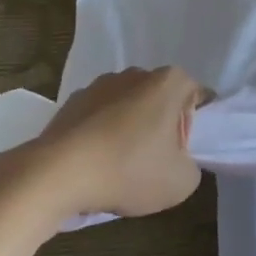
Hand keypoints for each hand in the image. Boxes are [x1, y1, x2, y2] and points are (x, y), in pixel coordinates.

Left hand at [31, 67, 208, 218]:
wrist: (57, 175)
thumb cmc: (129, 170)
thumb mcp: (181, 182)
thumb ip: (192, 166)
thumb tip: (178, 160)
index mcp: (169, 82)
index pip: (198, 97)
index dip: (195, 127)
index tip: (182, 154)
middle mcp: (136, 73)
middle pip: (162, 100)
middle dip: (162, 127)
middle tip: (155, 163)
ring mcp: (101, 84)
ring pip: (129, 108)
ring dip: (130, 130)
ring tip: (120, 168)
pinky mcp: (73, 101)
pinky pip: (100, 117)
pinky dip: (102, 135)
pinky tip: (95, 164)